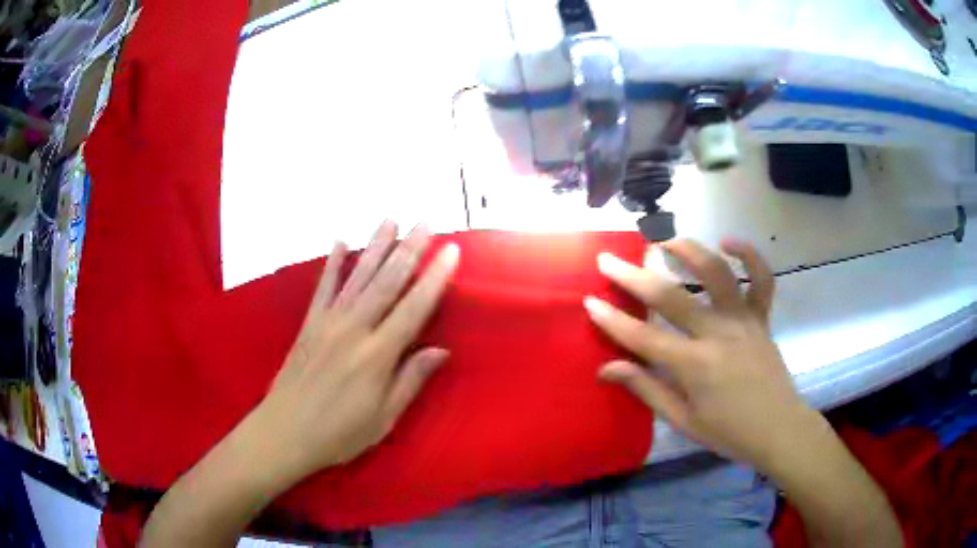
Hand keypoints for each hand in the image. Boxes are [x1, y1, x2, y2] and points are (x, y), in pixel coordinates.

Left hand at [248, 220, 459, 484]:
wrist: (285, 431)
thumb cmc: (339, 433)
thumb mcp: (383, 418)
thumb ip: (410, 380)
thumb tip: (440, 350)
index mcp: (377, 355)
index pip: (414, 308)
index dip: (434, 278)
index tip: (451, 251)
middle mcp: (354, 329)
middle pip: (387, 282)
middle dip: (409, 249)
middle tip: (425, 221)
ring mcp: (328, 322)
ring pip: (357, 276)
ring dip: (376, 246)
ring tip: (390, 219)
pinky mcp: (309, 323)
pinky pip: (323, 287)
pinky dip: (332, 263)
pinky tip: (339, 241)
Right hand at [584, 239, 818, 471]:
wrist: (779, 429)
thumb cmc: (729, 432)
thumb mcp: (684, 420)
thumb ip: (647, 389)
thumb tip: (607, 369)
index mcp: (695, 366)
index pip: (644, 338)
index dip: (613, 321)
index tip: (589, 301)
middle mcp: (718, 334)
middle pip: (671, 297)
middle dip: (633, 276)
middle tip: (608, 260)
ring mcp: (743, 320)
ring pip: (716, 273)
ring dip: (688, 250)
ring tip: (663, 238)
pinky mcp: (762, 317)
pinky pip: (762, 279)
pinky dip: (749, 255)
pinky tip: (729, 242)